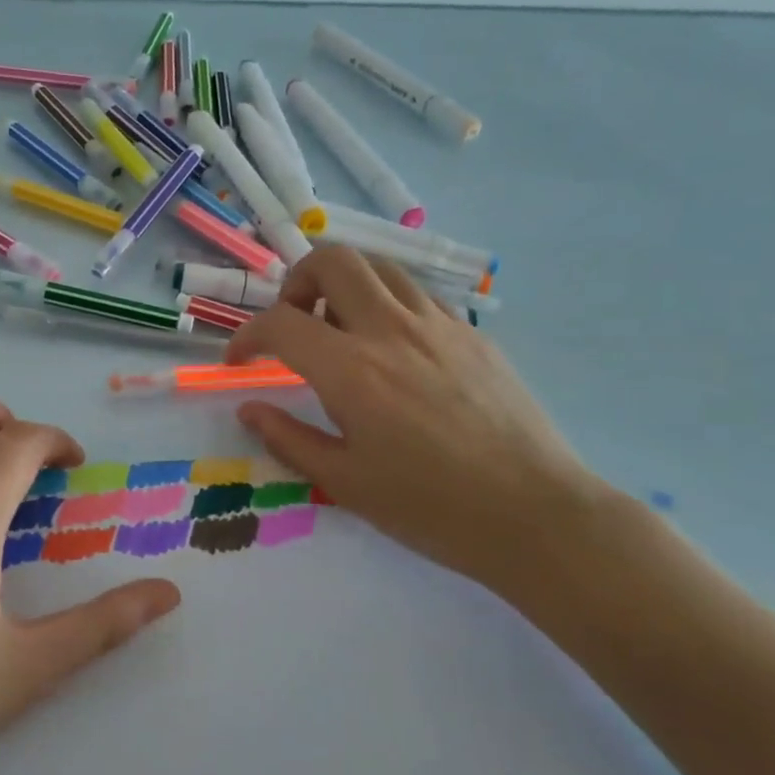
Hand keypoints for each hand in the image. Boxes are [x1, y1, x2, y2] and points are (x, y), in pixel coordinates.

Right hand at [226, 246, 601, 586]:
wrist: (535, 514)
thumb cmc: (430, 506)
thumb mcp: (344, 482)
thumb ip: (288, 439)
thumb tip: (249, 410)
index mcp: (351, 370)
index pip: (280, 323)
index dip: (246, 336)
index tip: (240, 361)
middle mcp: (391, 330)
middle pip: (333, 260)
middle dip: (297, 281)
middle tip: (295, 323)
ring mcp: (438, 325)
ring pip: (379, 268)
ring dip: (345, 286)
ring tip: (341, 331)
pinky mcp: (473, 333)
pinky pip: (417, 295)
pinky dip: (387, 304)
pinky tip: (392, 349)